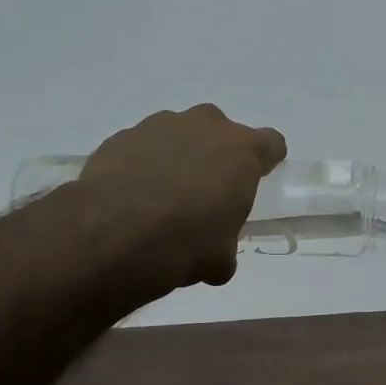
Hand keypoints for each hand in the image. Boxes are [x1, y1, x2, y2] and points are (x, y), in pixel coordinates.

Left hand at [77, 105, 286, 291]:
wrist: (114, 233)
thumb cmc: (186, 242)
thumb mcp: (221, 258)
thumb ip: (225, 246)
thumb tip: (216, 259)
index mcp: (243, 151)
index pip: (271, 143)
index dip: (266, 162)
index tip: (256, 180)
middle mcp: (205, 126)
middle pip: (221, 133)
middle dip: (216, 157)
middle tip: (204, 193)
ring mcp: (160, 125)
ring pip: (179, 136)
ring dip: (177, 158)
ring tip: (161, 198)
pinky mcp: (122, 136)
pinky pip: (142, 147)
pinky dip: (142, 165)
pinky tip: (131, 197)